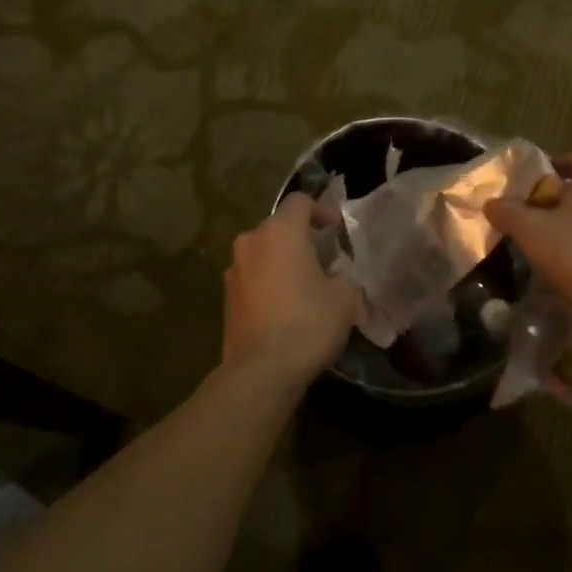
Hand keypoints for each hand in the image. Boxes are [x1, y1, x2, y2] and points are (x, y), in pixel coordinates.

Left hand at [222, 193, 360, 378]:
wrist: (262, 370)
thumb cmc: (309, 323)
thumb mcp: (345, 297)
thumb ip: (343, 277)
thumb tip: (336, 277)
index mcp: (280, 232)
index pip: (300, 202)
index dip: (321, 211)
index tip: (335, 230)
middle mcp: (250, 243)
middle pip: (277, 229)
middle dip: (300, 239)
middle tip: (323, 260)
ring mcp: (233, 271)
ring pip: (262, 255)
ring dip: (281, 263)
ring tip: (303, 286)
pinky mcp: (226, 299)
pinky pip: (252, 280)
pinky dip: (268, 285)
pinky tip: (284, 309)